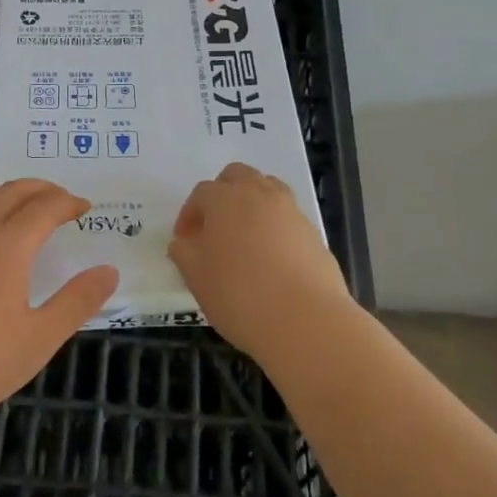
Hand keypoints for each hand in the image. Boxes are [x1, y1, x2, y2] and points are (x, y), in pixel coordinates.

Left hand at [0, 179, 117, 425]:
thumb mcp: (37, 339)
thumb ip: (76, 302)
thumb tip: (109, 271)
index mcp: (8, 245)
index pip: (45, 207)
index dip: (68, 203)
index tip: (85, 208)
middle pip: (12, 191)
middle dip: (41, 189)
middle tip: (59, 199)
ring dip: (8, 194)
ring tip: (23, 206)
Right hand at [169, 162, 351, 363]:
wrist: (305, 320)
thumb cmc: (239, 294)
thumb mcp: (196, 276)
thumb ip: (184, 252)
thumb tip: (184, 242)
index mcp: (224, 198)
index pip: (201, 193)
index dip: (189, 215)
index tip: (185, 242)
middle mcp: (258, 194)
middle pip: (237, 176)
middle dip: (222, 194)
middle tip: (214, 227)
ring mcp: (290, 210)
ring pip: (266, 189)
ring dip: (251, 203)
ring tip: (244, 237)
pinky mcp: (312, 231)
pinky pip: (287, 216)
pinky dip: (275, 226)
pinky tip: (270, 257)